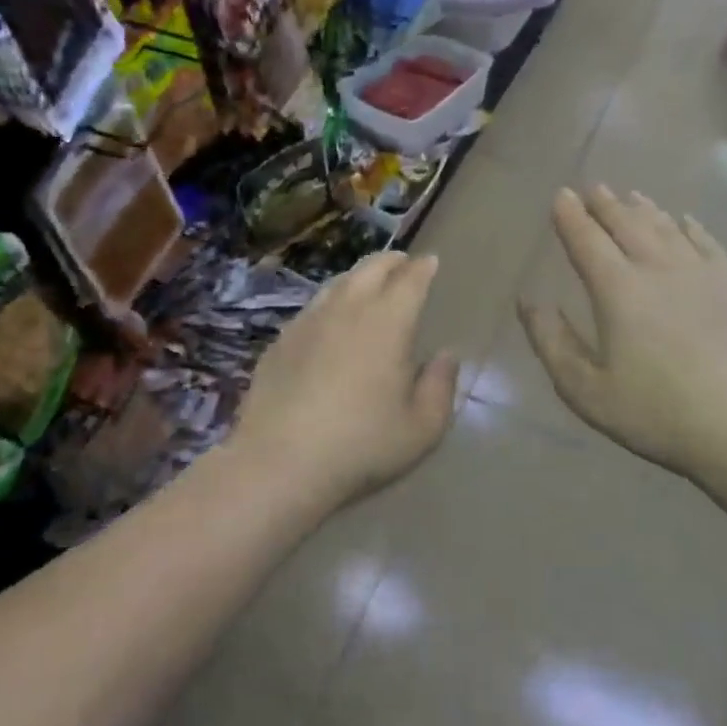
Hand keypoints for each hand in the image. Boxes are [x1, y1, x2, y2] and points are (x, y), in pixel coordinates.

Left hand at [232, 251, 460, 506]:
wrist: (279, 464)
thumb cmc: (361, 446)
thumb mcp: (422, 428)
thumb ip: (441, 387)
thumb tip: (447, 356)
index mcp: (387, 323)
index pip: (410, 280)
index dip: (422, 268)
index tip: (430, 262)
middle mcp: (347, 310)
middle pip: (370, 269)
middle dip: (391, 261)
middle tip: (402, 262)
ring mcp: (308, 322)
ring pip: (337, 283)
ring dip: (358, 276)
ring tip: (368, 282)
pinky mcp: (280, 342)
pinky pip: (312, 308)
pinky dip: (330, 302)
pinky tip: (329, 320)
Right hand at [519, 187, 726, 480]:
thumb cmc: (656, 412)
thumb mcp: (585, 389)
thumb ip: (551, 341)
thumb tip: (529, 300)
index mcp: (617, 290)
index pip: (587, 241)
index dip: (571, 217)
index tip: (561, 195)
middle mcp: (657, 268)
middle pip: (627, 225)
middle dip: (606, 205)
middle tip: (593, 189)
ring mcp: (701, 273)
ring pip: (666, 228)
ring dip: (644, 210)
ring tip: (631, 196)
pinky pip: (708, 243)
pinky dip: (691, 227)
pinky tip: (686, 221)